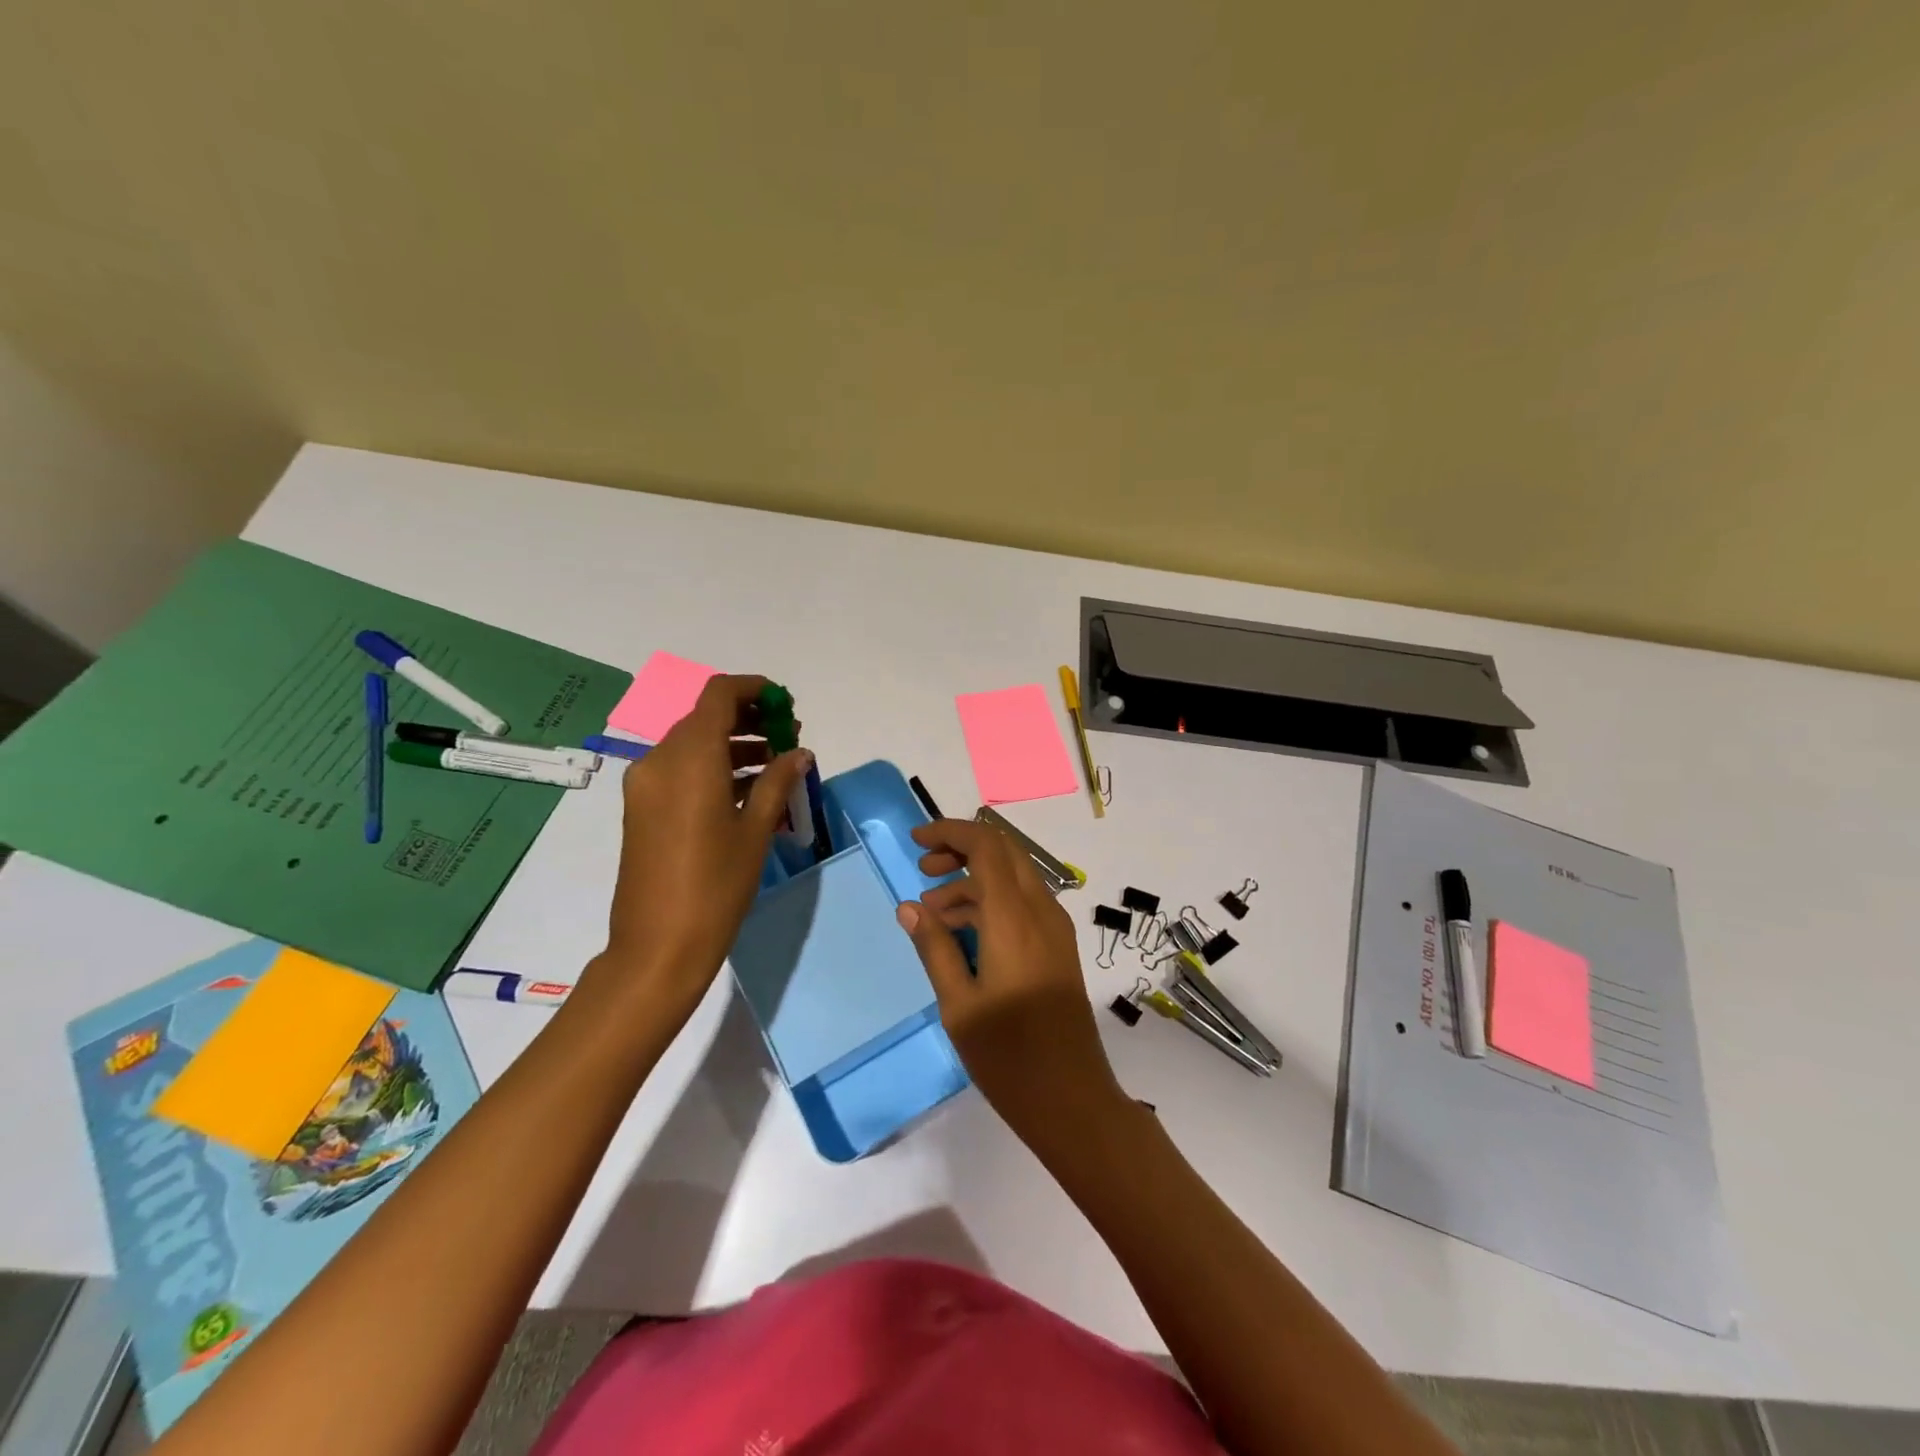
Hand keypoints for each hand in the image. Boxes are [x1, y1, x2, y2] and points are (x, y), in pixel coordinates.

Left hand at [594, 675, 808, 1023]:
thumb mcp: (755, 831)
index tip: (785, 703)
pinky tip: (747, 790)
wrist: (657, 946)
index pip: (718, 695)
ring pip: (693, 744)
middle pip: (705, 718)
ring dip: (733, 744)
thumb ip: (777, 781)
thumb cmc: (715, 886)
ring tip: (775, 765)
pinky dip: (714, 768)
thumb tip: (799, 752)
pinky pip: (681, 771)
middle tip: (787, 737)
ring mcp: (646, 785)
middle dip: (749, 719)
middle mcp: (660, 760)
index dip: (754, 689)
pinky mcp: (643, 808)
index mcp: (690, 759)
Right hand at [896, 818, 1125, 1147]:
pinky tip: (963, 933)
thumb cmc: (1009, 1057)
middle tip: (924, 869)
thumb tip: (909, 906)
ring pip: (1014, 877)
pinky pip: (1023, 903)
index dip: (950, 832)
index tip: (916, 841)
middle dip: (962, 848)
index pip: (986, 846)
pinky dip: (991, 902)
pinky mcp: (1059, 947)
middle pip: (1004, 851)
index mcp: (1014, 918)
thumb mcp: (958, 1004)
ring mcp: (1055, 928)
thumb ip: (934, 947)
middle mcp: (1041, 911)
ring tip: (933, 912)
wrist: (1073, 1100)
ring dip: (974, 880)